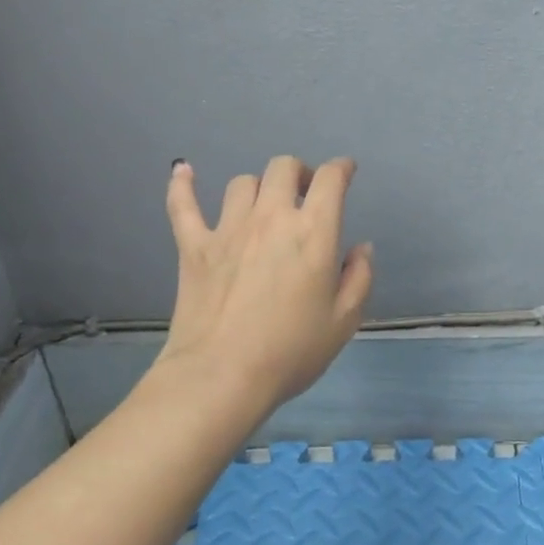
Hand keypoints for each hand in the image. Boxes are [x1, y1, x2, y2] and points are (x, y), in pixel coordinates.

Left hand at [151, 156, 373, 422]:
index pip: (329, 180)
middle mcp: (271, 218)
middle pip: (282, 168)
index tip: (345, 171)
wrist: (222, 376)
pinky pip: (183, 204)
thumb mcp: (344, 320)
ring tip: (262, 206)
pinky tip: (183, 171)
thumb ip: (359, 277)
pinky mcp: (193, 246)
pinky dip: (182, 184)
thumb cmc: (291, 351)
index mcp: (313, 232)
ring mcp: (227, 229)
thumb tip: (361, 248)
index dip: (340, 168)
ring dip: (258, 188)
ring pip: (242, 183)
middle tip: (303, 194)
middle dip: (298, 173)